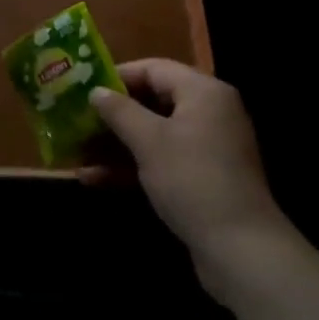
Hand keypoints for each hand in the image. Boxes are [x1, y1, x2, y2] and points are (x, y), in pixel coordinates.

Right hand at [86, 60, 295, 288]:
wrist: (242, 251)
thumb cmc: (192, 180)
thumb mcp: (149, 141)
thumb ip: (119, 111)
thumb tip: (96, 91)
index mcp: (203, 92)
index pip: (153, 68)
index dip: (116, 76)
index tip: (83, 88)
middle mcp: (209, 112)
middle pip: (152, 101)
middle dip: (112, 114)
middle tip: (76, 120)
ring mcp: (207, 147)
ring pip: (154, 134)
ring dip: (116, 143)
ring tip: (77, 152)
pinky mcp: (202, 178)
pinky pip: (162, 160)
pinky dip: (132, 166)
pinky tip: (95, 179)